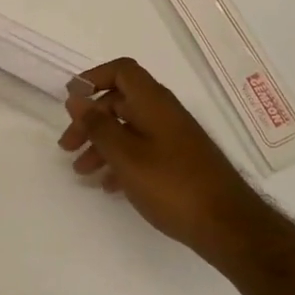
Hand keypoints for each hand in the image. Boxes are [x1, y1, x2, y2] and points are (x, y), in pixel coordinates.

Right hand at [58, 58, 263, 255]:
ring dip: (102, 145)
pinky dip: (122, 161)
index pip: (122, 71)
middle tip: (68, 147)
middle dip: (90, 120)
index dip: (94, 78)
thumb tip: (76, 97)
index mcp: (153, 102)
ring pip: (129, 128)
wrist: (227, 224)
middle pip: (120, 102)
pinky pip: (143, 150)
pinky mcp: (179, 161)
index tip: (71, 101)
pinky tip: (110, 186)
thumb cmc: (172, 185)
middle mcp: (165, 112)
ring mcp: (174, 137)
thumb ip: (98, 125)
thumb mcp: (126, 155)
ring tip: (82, 172)